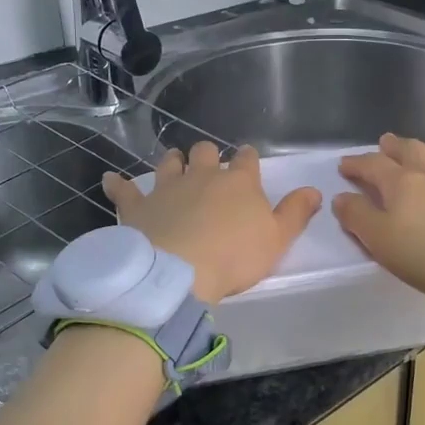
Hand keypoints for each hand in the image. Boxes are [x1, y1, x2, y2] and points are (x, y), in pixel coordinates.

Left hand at [101, 142, 319, 305]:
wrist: (179, 272)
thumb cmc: (234, 257)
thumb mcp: (278, 240)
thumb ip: (296, 213)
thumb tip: (314, 189)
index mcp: (239, 182)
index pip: (247, 160)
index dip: (248, 159)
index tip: (248, 161)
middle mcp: (202, 176)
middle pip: (206, 152)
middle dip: (208, 155)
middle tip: (209, 167)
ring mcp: (167, 187)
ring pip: (169, 163)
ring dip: (173, 162)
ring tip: (174, 165)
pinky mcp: (138, 205)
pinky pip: (125, 190)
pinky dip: (118, 184)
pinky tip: (110, 179)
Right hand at [331, 135, 424, 317]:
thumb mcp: (381, 241)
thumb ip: (358, 217)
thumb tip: (341, 197)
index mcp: (400, 182)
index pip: (373, 164)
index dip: (356, 163)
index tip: (345, 165)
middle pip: (408, 149)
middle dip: (392, 146)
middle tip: (383, 144)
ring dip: (424, 147)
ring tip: (419, 152)